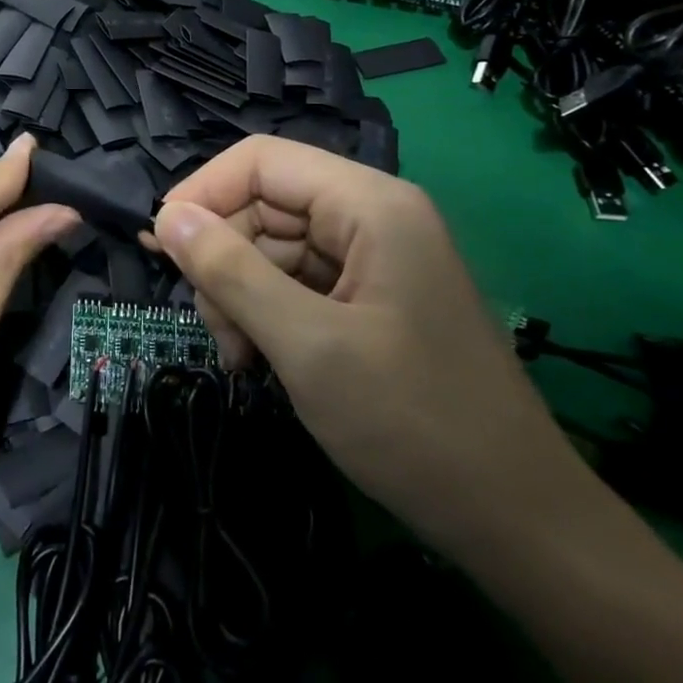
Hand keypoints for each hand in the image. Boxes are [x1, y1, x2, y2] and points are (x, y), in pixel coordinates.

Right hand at [147, 135, 589, 553]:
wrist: (519, 522)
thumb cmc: (414, 425)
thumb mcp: (307, 346)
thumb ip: (230, 272)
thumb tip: (167, 217)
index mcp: (369, 205)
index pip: (261, 161)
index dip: (203, 193)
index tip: (162, 247)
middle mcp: (372, 217)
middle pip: (263, 206)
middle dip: (224, 260)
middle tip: (215, 330)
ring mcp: (373, 259)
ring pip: (272, 248)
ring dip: (240, 295)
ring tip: (240, 359)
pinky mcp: (369, 298)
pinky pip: (296, 283)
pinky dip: (266, 315)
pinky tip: (260, 362)